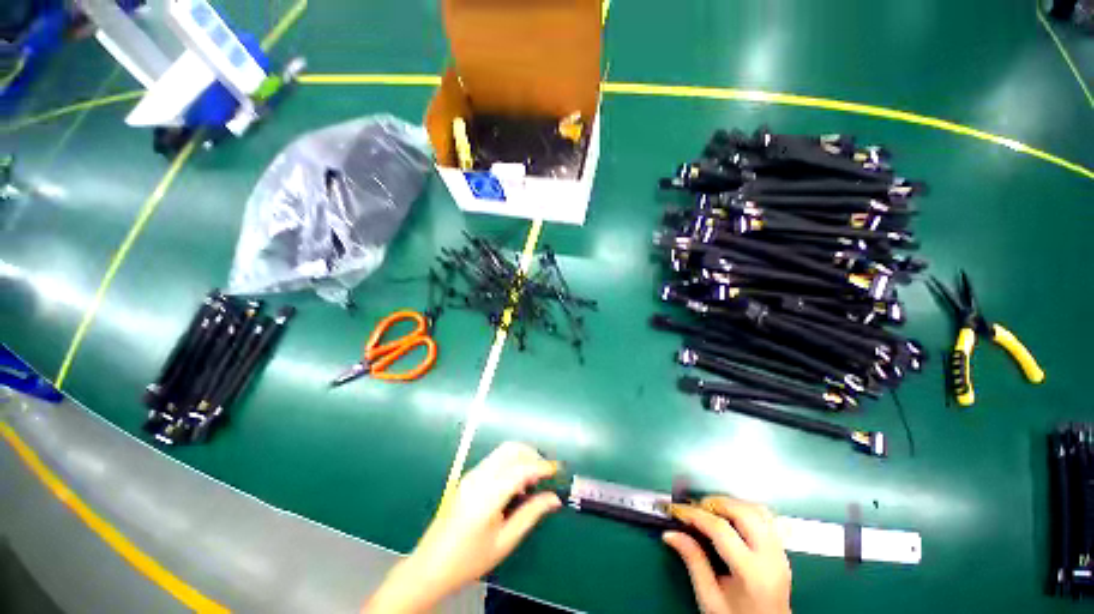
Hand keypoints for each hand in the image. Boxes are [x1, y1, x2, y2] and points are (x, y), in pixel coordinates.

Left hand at [365, 442, 560, 612]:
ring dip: (521, 457)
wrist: (430, 566)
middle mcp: (479, 477)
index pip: (520, 469)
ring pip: (502, 451)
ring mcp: (471, 474)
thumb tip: (554, 498)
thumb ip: (531, 514)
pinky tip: (515, 484)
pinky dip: (510, 462)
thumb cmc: (469, 559)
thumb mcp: (505, 541)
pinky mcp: (468, 477)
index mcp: (487, 495)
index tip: (556, 470)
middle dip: (532, 454)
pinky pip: (494, 459)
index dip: (541, 466)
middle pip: (510, 449)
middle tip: (545, 471)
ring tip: (533, 479)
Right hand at [664, 496, 791, 613]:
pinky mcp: (781, 551)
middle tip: (695, 508)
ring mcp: (780, 553)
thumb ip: (693, 562)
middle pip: (742, 512)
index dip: (695, 515)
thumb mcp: (710, 598)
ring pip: (757, 510)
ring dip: (731, 503)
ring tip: (711, 510)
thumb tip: (671, 533)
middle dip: (715, 503)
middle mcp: (771, 559)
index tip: (676, 510)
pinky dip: (745, 509)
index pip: (720, 529)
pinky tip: (731, 516)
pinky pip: (766, 518)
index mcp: (752, 573)